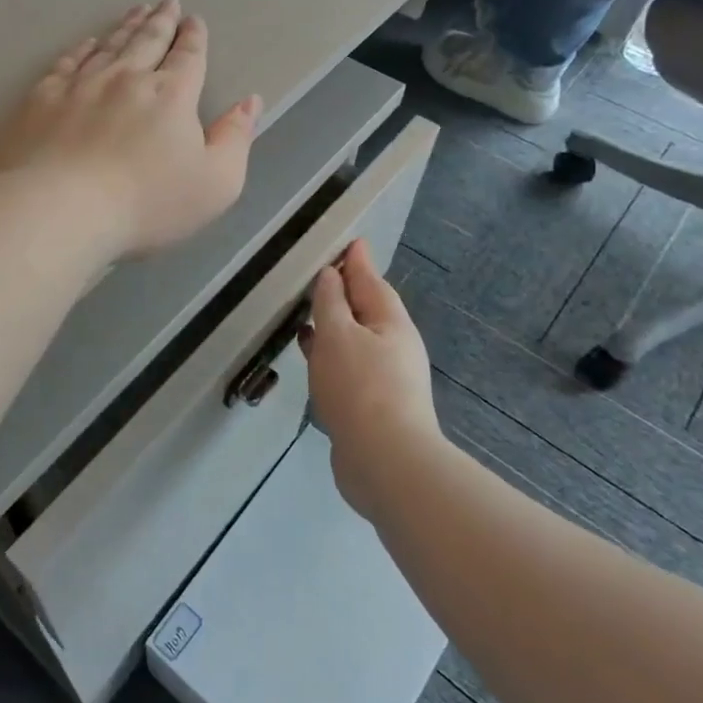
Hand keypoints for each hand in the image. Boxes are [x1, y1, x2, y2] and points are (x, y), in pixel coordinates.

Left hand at [0, 0, 261, 261]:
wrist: (61, 209)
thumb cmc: (146, 203)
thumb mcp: (215, 183)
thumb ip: (235, 138)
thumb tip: (250, 101)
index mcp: (171, 96)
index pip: (188, 57)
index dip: (193, 37)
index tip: (194, 20)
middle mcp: (127, 78)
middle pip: (148, 41)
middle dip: (161, 20)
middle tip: (167, 1)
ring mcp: (81, 84)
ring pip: (109, 45)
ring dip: (126, 26)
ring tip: (135, 11)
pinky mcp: (44, 98)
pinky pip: (67, 62)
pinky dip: (82, 49)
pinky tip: (87, 43)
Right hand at [300, 240, 445, 522]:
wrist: (385, 461)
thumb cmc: (360, 387)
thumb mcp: (338, 334)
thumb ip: (331, 302)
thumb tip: (331, 274)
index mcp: (391, 322)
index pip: (371, 280)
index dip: (357, 261)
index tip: (349, 242)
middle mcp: (394, 346)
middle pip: (368, 309)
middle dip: (347, 292)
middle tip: (323, 274)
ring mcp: (386, 377)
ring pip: (356, 339)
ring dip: (334, 324)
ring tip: (308, 314)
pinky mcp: (373, 404)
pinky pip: (349, 364)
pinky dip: (330, 352)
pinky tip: (312, 357)